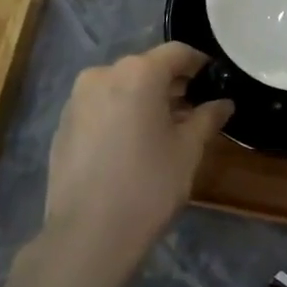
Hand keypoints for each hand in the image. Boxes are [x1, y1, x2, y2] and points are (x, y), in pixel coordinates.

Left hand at [37, 43, 233, 286]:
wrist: (88, 234)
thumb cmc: (149, 185)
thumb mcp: (188, 150)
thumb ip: (207, 118)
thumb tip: (223, 103)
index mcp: (138, 73)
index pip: (178, 52)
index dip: (200, 64)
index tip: (215, 81)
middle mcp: (103, 74)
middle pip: (146, 68)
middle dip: (172, 85)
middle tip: (195, 110)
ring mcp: (77, 100)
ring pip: (121, 87)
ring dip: (145, 100)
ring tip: (164, 131)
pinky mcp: (63, 125)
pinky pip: (101, 107)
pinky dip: (121, 115)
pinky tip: (133, 146)